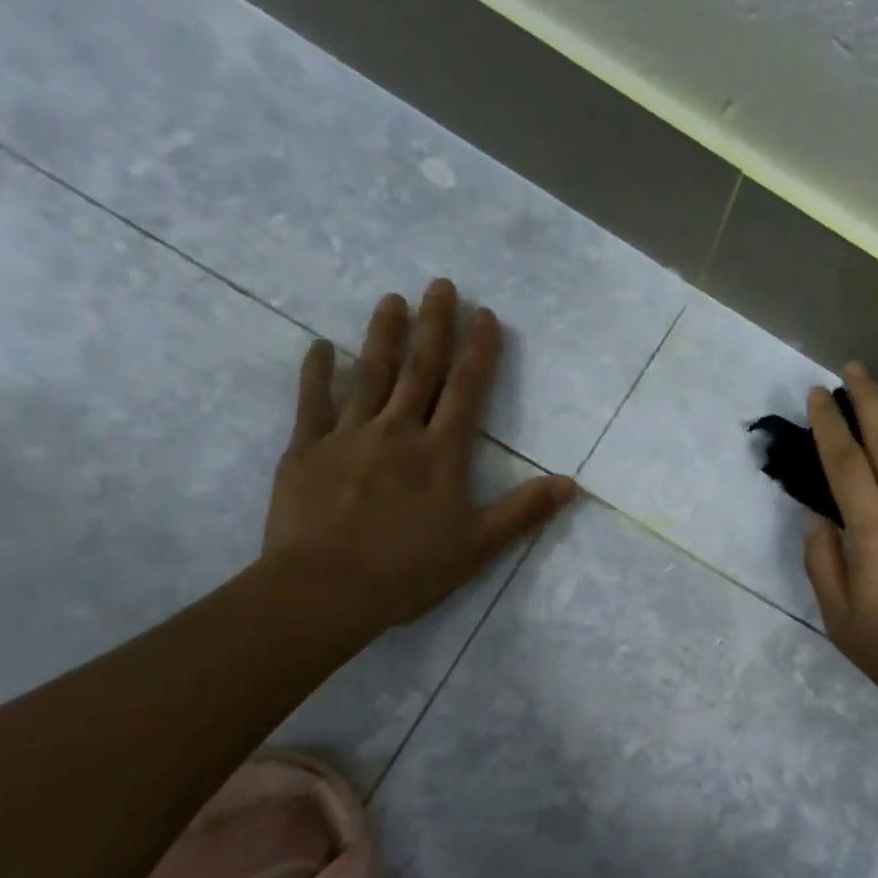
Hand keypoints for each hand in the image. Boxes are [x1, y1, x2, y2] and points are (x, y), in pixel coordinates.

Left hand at [262, 280, 573, 629]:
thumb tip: (571, 484)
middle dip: (434, 325)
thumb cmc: (406, 572)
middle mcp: (398, 432)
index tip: (484, 314)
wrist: (322, 592)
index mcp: (441, 454)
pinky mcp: (306, 450)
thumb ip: (522, 511)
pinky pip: (312, 402)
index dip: (478, 351)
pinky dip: (317, 372)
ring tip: (392, 299)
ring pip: (370, 375)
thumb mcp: (477, 547)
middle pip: (420, 369)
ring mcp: (348, 436)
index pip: (466, 391)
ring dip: (383, 335)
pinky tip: (321, 346)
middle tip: (440, 285)